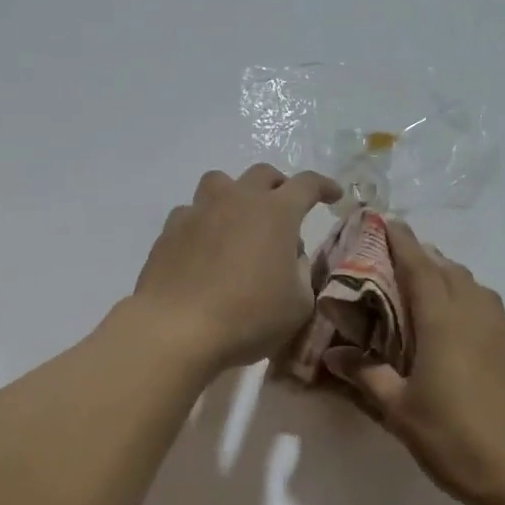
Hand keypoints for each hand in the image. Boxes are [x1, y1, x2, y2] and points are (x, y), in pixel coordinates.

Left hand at [133, 164, 341, 370]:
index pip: (307, 185)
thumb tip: (291, 257)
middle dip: (280, 186)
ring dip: (236, 195)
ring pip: (220, 183)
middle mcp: (237, 200)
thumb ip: (302, 272)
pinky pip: (192, 212)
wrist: (176, 330)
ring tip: (239, 221)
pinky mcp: (170, 230)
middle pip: (263, 174)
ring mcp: (199, 211)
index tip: (333, 195)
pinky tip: (204, 247)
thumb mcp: (298, 304)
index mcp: (276, 213)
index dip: (324, 186)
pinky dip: (204, 222)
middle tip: (285, 208)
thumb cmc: (248, 317)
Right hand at [325, 220, 504, 504]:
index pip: (420, 266)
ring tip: (436, 294)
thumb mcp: (398, 411)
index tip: (388, 221)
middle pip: (451, 271)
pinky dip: (478, 314)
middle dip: (427, 259)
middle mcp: (477, 315)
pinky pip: (497, 319)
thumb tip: (335, 355)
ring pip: (478, 291)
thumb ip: (366, 375)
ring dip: (455, 282)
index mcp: (443, 320)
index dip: (403, 241)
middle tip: (404, 262)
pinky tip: (471, 340)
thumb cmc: (452, 438)